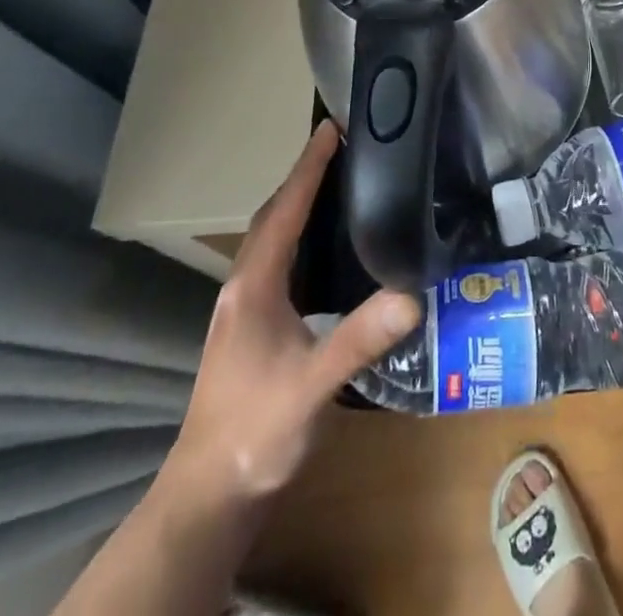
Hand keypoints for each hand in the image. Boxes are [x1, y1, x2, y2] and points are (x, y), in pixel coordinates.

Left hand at [159, 121, 421, 516]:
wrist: (209, 495)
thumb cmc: (255, 431)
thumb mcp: (311, 386)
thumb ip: (358, 340)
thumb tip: (413, 294)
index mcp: (254, 285)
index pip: (285, 211)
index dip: (308, 167)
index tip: (332, 127)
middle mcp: (243, 286)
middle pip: (273, 216)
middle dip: (304, 177)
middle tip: (341, 146)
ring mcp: (243, 308)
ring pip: (272, 237)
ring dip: (299, 204)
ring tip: (336, 182)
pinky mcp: (251, 326)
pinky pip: (277, 260)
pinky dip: (298, 235)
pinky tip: (323, 247)